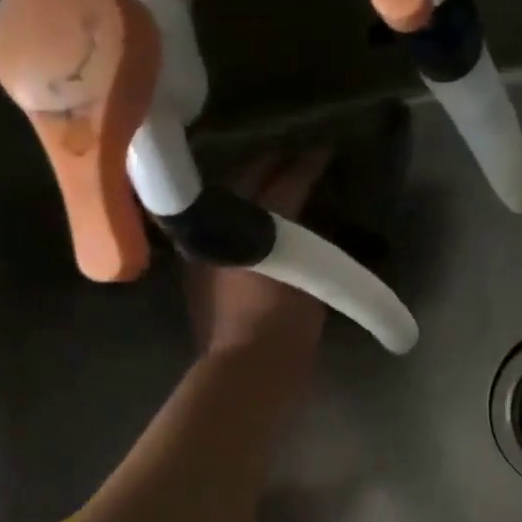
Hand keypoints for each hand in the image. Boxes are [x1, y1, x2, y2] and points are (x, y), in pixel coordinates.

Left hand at [186, 149, 330, 362]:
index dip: (306, 165)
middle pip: (246, 182)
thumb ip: (313, 246)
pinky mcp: (198, 270)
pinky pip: (221, 226)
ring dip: (252, 186)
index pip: (284, 184)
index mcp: (253, 230)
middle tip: (296, 156)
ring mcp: (204, 249)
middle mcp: (221, 230)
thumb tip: (313, 223)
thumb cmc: (286, 327)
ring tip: (274, 178)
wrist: (247, 371)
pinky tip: (253, 216)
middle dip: (272, 165)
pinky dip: (239, 214)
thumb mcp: (313, 281)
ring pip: (228, 201)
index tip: (323, 150)